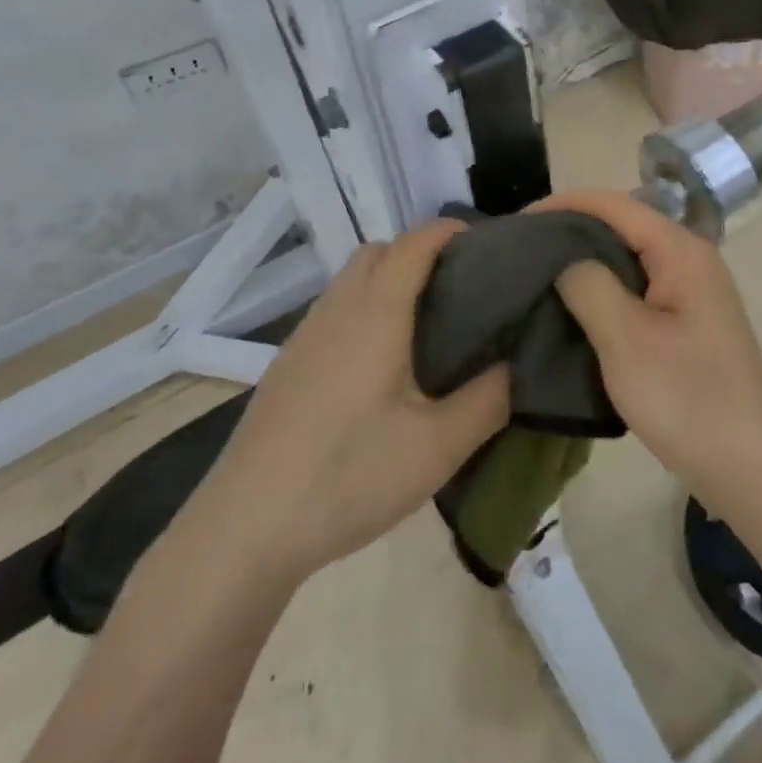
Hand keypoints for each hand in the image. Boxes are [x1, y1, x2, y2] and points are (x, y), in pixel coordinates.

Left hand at [209, 220, 507, 581]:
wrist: (245, 530)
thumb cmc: (350, 476)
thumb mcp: (439, 446)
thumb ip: (489, 399)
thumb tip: (516, 365)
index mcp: (376, 314)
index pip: (414, 244)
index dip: (449, 232)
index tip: (487, 246)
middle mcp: (336, 311)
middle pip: (376, 252)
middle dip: (418, 254)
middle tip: (458, 293)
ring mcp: (303, 338)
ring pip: (349, 282)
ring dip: (387, 283)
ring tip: (425, 330)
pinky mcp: (285, 368)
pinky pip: (332, 313)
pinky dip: (363, 312)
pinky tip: (378, 370)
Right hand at [536, 190, 761, 507]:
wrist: (751, 468)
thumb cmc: (688, 398)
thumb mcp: (626, 339)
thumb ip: (589, 284)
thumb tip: (562, 255)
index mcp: (680, 251)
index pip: (614, 205)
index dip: (563, 205)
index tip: (517, 223)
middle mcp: (689, 260)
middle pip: (621, 227)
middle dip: (571, 232)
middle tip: (520, 251)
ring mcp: (690, 293)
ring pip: (627, 261)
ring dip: (584, 264)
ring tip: (536, 276)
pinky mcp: (685, 324)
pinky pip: (635, 291)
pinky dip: (602, 292)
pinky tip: (571, 309)